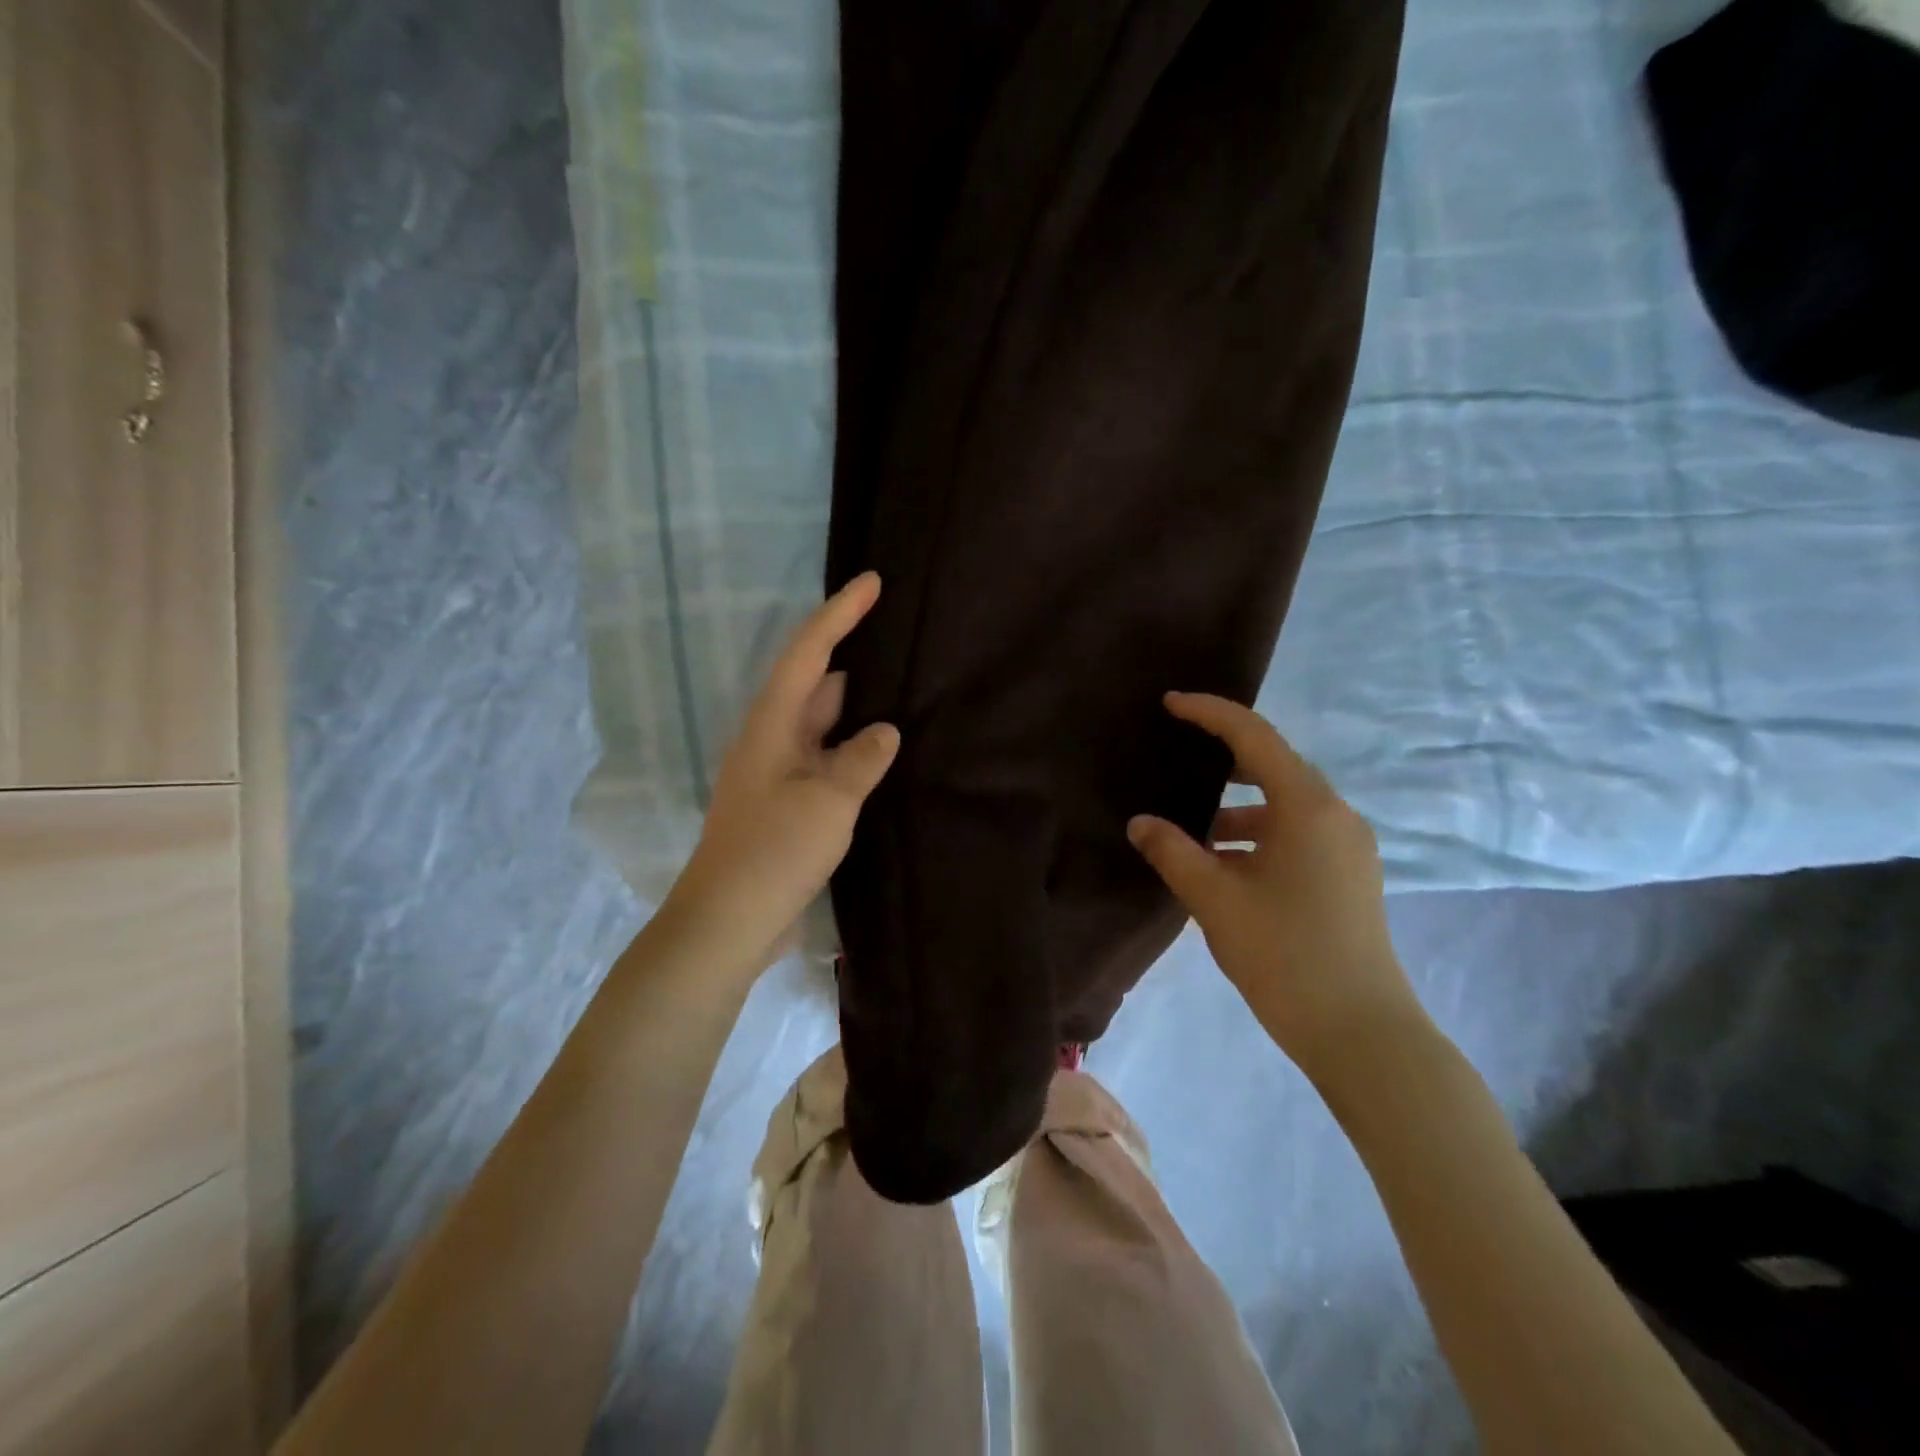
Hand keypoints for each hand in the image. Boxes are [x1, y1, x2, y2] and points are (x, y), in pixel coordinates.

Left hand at [669, 573, 899, 972]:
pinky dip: (854, 750)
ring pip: (825, 725)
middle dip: (855, 657)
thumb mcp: (828, 801)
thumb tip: (886, 731)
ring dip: (858, 709)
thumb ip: (862, 758)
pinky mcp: (790, 804)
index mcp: (772, 724)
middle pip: (817, 683)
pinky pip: (828, 760)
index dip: (840, 613)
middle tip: (902, 639)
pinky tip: (884, 754)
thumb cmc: (774, 851)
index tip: (872, 582)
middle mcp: (773, 739)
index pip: (809, 652)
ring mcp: (780, 773)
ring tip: (905, 691)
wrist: (727, 922)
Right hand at [1127, 692, 1426, 1078]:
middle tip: (1176, 757)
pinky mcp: (1347, 876)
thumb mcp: (1214, 899)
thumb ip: (1172, 852)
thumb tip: (1140, 823)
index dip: (1209, 713)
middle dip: (1221, 760)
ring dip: (1236, 809)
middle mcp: (1334, 815)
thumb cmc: (1284, 954)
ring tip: (1189, 828)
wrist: (1360, 1032)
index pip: (1254, 736)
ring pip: (1282, 806)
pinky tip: (1222, 863)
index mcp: (1307, 807)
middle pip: (1272, 767)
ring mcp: (1347, 847)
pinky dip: (1256, 836)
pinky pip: (1295, 834)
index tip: (1170, 703)